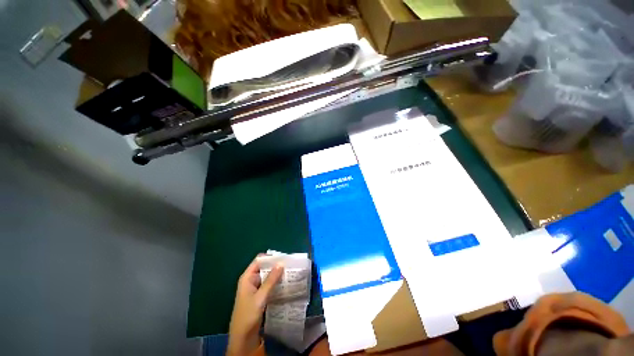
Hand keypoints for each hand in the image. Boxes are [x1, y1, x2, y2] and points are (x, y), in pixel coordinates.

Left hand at [227, 256, 283, 354]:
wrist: (243, 338)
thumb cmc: (248, 315)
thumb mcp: (260, 297)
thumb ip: (271, 280)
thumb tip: (281, 263)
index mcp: (247, 277)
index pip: (259, 260)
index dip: (270, 257)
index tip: (283, 257)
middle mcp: (251, 280)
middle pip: (264, 267)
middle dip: (276, 266)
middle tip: (289, 265)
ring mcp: (255, 288)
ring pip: (267, 276)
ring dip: (277, 275)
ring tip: (290, 272)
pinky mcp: (260, 296)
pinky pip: (269, 285)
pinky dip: (276, 283)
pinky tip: (285, 283)